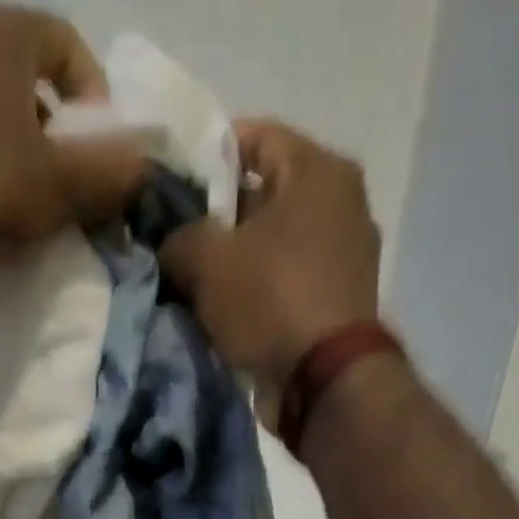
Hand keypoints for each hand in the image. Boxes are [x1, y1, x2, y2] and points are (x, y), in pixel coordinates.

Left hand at [0, 0, 147, 298]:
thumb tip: (143, 164)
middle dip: (61, 134)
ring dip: (26, 156)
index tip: (102, 156)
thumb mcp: (59, 187)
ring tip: (36, 208)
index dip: (97, 102)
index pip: (67, 45)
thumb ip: (108, 171)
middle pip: (31, 80)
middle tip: (73, 188)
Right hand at [161, 121, 381, 400]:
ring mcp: (347, 256)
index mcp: (318, 168)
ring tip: (198, 285)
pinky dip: (260, 293)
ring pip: (276, 244)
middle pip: (266, 194)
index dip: (205, 160)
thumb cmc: (270, 301)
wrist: (324, 381)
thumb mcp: (207, 260)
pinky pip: (288, 283)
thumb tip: (172, 243)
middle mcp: (342, 202)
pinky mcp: (340, 302)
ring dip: (238, 262)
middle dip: (220, 219)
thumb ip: (178, 237)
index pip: (253, 136)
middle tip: (179, 244)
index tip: (172, 192)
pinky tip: (229, 313)